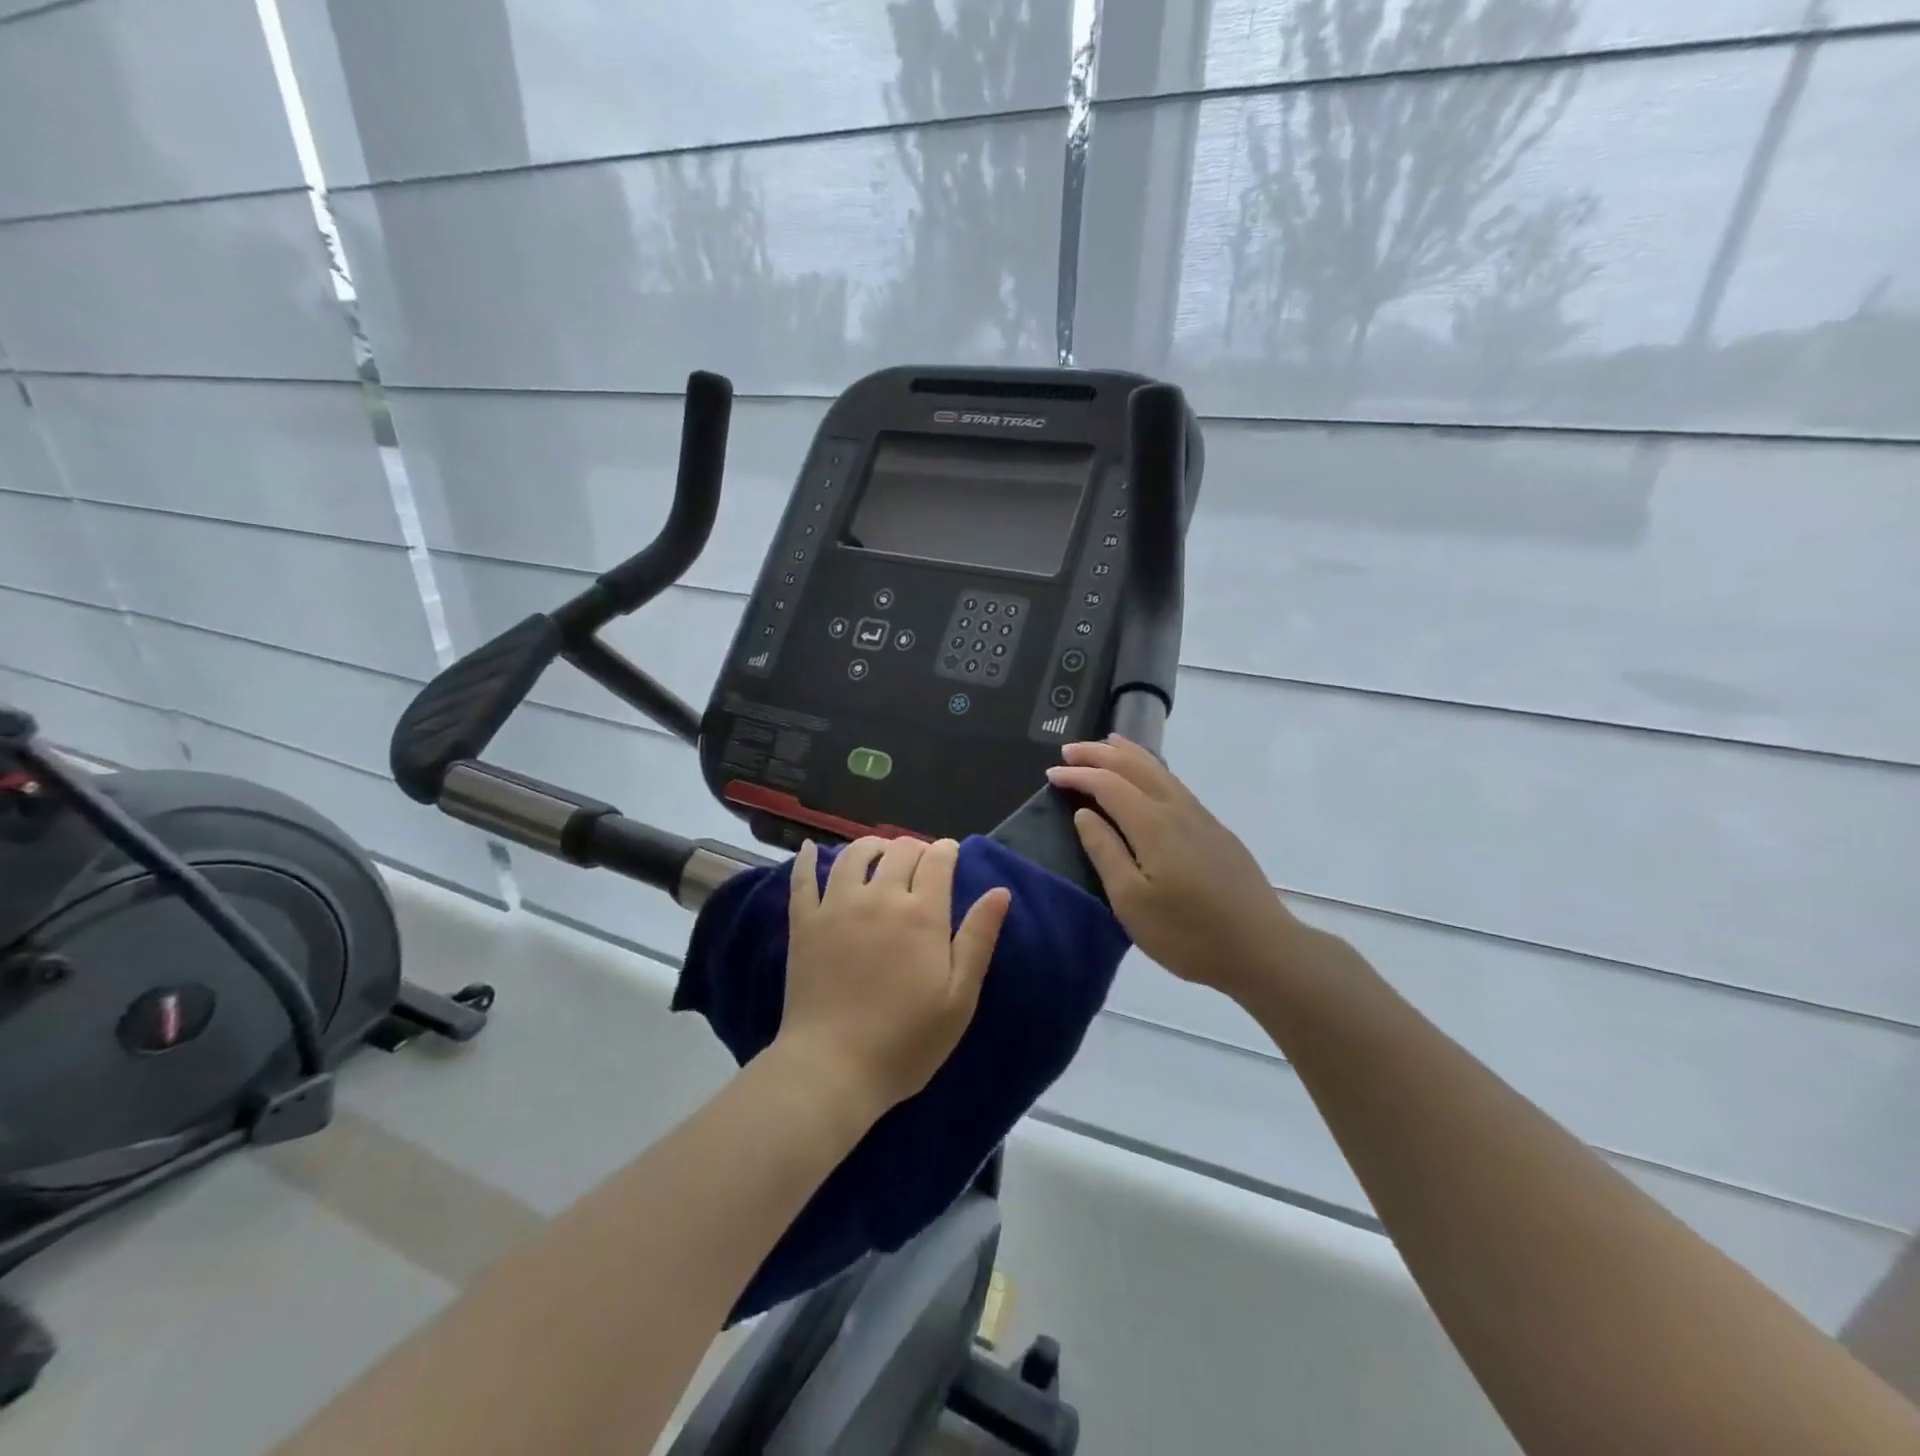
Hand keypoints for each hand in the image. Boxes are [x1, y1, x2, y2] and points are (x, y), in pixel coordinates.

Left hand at [776, 836, 1010, 1121]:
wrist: (833, 1068)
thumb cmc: (905, 1041)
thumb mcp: (959, 998)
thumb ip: (978, 939)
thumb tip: (1000, 891)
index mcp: (922, 914)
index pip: (937, 861)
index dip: (947, 851)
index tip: (951, 854)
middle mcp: (880, 898)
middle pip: (899, 851)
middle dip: (915, 848)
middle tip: (921, 860)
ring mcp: (837, 906)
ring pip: (855, 855)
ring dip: (872, 846)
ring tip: (880, 853)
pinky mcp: (804, 923)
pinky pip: (804, 878)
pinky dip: (809, 859)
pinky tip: (813, 849)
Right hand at [1046, 736, 1314, 998]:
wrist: (1262, 949)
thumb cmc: (1188, 933)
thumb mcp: (1132, 902)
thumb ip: (1105, 852)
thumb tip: (1084, 814)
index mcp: (1152, 824)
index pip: (1108, 784)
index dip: (1078, 775)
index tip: (1051, 774)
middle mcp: (1177, 809)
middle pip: (1135, 767)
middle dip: (1100, 754)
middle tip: (1069, 750)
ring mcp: (1201, 817)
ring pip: (1159, 770)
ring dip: (1128, 754)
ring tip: (1107, 744)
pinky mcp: (1215, 830)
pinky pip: (1174, 783)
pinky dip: (1152, 769)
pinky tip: (1149, 777)